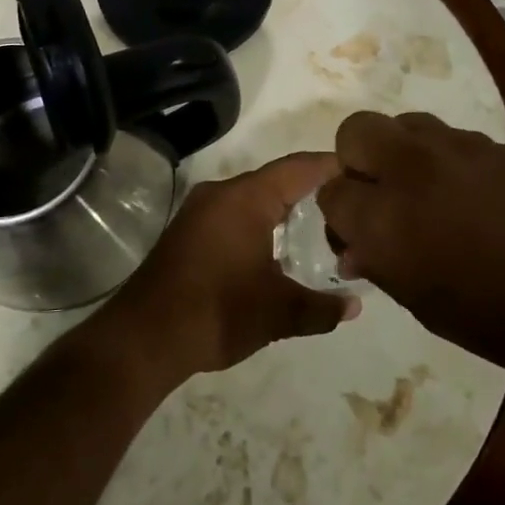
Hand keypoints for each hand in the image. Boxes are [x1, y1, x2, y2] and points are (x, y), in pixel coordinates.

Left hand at [107, 153, 359, 380]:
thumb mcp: (278, 312)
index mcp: (245, 198)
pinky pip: (234, 214)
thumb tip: (354, 305)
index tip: (362, 170)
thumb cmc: (217, 312)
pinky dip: (260, 222)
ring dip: (283, 208)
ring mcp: (199, 211)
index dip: (331, 166)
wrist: (142, 338)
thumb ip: (321, 307)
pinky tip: (276, 247)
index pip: (298, 168)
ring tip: (319, 225)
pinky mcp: (187, 232)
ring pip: (252, 198)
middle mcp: (221, 193)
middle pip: (275, 180)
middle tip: (347, 203)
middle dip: (311, 189)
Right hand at [318, 112, 504, 374]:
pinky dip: (439, 157)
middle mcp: (411, 171)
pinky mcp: (492, 142)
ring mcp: (455, 148)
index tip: (355, 234)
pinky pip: (445, 136)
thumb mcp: (430, 307)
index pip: (331, 193)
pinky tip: (466, 193)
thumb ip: (383, 266)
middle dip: (355, 160)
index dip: (339, 214)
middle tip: (379, 197)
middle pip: (356, 132)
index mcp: (387, 222)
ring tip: (424, 192)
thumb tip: (356, 248)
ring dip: (398, 152)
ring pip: (402, 124)